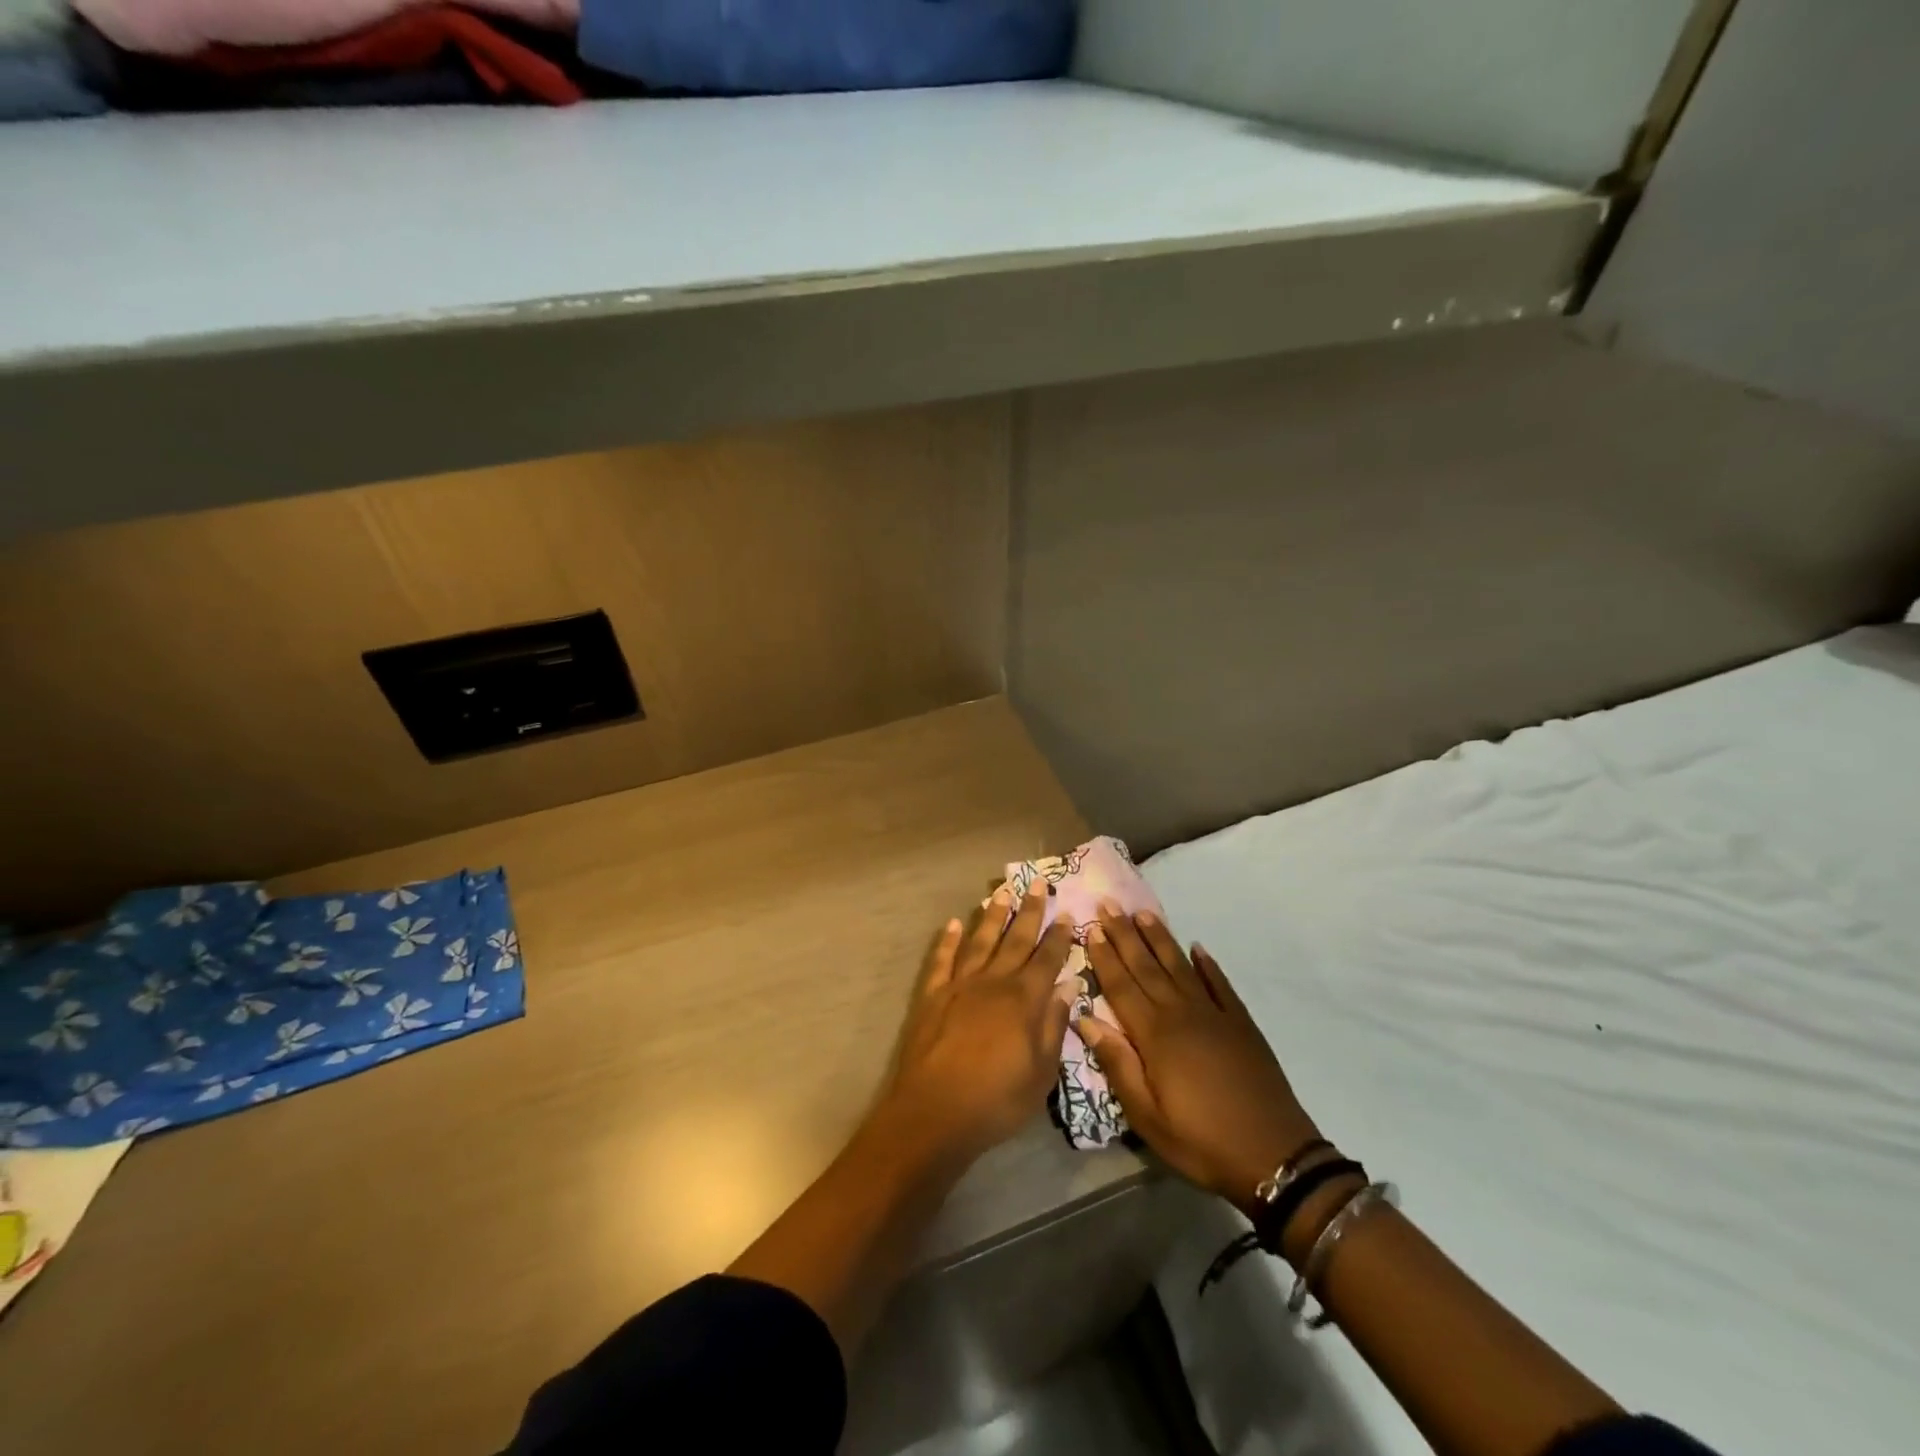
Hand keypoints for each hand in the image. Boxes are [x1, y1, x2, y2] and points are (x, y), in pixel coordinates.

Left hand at [881, 883, 1075, 1163]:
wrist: (935, 1111)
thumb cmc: (997, 1100)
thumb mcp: (1042, 1072)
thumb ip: (1054, 1024)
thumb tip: (1069, 984)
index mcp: (1024, 999)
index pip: (1048, 958)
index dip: (1059, 936)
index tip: (1067, 912)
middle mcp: (994, 981)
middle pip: (1016, 939)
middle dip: (1030, 911)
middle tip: (1038, 884)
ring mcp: (960, 984)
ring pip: (980, 940)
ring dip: (992, 915)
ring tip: (1001, 892)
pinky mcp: (933, 995)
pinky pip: (942, 959)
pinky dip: (947, 940)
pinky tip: (952, 924)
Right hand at [1080, 908, 1319, 1215]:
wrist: (1275, 1156)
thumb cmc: (1200, 1141)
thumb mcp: (1147, 1116)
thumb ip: (1117, 1063)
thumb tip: (1085, 1019)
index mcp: (1155, 1035)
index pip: (1122, 985)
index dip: (1105, 956)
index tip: (1090, 927)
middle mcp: (1182, 1013)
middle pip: (1147, 966)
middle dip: (1125, 935)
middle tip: (1109, 904)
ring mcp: (1214, 1015)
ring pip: (1180, 967)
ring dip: (1160, 939)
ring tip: (1144, 913)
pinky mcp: (1241, 1023)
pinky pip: (1220, 984)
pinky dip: (1208, 965)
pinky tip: (1198, 948)